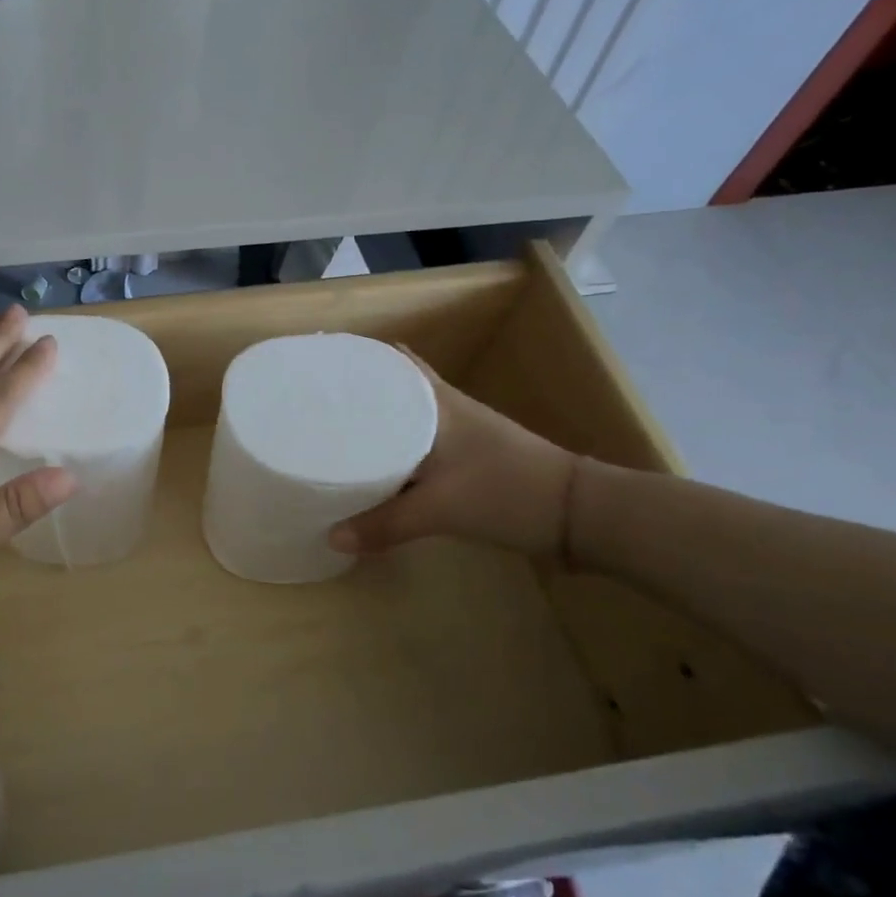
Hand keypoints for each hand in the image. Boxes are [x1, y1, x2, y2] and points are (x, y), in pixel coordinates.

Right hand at [328, 346, 576, 559]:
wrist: (578, 514)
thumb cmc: (506, 492)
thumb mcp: (440, 509)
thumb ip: (384, 523)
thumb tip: (332, 538)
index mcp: (436, 402)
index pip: (393, 362)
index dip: (359, 358)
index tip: (320, 364)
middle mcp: (446, 407)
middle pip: (395, 387)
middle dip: (360, 391)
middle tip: (317, 402)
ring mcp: (461, 432)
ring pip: (407, 415)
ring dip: (378, 420)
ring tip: (335, 431)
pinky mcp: (470, 458)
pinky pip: (420, 443)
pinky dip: (397, 447)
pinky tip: (379, 466)